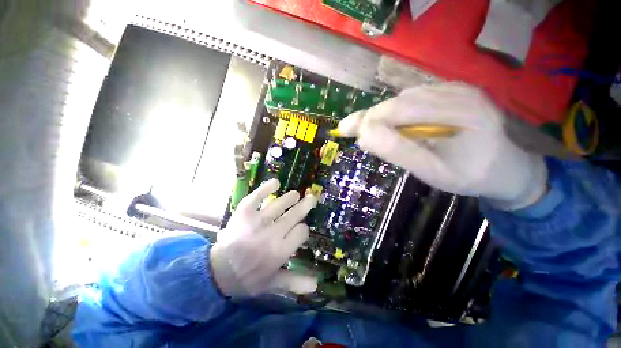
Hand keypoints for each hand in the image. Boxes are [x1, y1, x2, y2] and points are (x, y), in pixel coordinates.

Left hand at [211, 179, 317, 296]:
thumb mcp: (273, 283)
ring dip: (290, 198)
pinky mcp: (244, 213)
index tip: (300, 230)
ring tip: (296, 194)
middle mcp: (272, 234)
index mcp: (280, 251)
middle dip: (305, 206)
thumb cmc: (249, 278)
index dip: (303, 229)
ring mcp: (257, 222)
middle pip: (294, 215)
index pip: (302, 232)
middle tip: (311, 198)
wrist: (218, 272)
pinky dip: (266, 188)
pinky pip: (257, 197)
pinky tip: (276, 182)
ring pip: (279, 205)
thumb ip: (294, 281)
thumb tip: (317, 284)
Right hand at [337, 82, 547, 209]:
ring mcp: (457, 88)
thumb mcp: (434, 173)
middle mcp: (458, 91)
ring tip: (368, 131)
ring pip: (404, 98)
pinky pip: (415, 98)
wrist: (507, 168)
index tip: (346, 130)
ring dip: (382, 115)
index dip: (369, 120)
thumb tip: (365, 136)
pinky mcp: (453, 92)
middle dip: (371, 117)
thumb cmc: (471, 176)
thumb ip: (399, 152)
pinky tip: (392, 125)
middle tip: (349, 129)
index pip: (401, 109)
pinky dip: (396, 112)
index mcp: (460, 112)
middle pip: (400, 100)